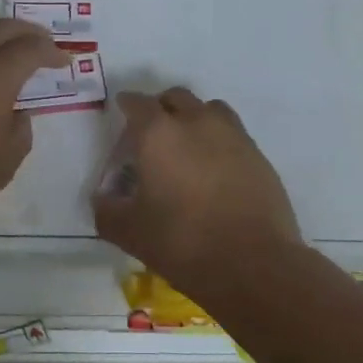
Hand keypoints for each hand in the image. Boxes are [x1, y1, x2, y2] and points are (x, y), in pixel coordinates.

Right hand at [93, 87, 301, 287]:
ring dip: (194, 118)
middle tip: (151, 134)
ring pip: (209, 109)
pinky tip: (215, 170)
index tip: (121, 116)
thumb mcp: (128, 232)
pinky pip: (233, 134)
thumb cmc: (182, 243)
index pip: (137, 103)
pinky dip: (219, 141)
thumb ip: (107, 209)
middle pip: (175, 97)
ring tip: (187, 146)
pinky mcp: (258, 155)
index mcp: (158, 133)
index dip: (126, 106)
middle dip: (160, 108)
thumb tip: (104, 198)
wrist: (254, 265)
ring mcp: (232, 135)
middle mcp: (196, 122)